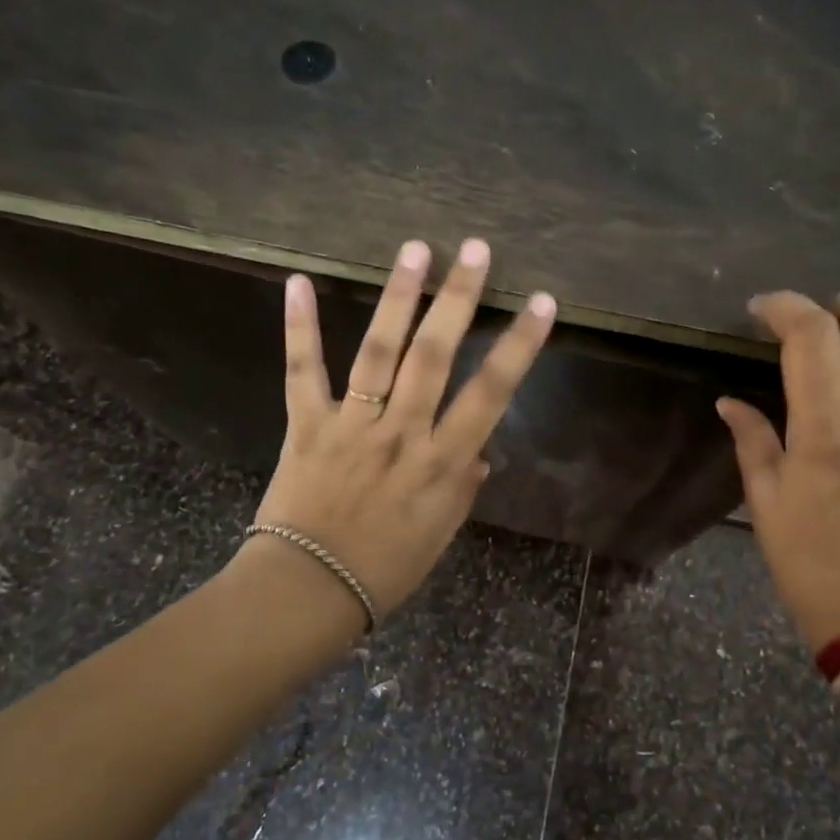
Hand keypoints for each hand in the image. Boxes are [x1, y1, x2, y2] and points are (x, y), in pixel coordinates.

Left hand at [248, 238, 556, 622]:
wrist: (309, 591)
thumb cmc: (385, 570)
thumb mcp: (440, 534)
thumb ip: (462, 486)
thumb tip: (478, 450)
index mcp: (443, 463)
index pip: (490, 393)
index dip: (518, 346)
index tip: (540, 303)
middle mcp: (403, 433)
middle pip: (435, 356)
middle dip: (458, 299)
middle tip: (474, 249)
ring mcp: (353, 425)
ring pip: (379, 351)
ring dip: (398, 297)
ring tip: (415, 249)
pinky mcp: (307, 425)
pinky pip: (303, 371)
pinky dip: (300, 327)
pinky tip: (298, 282)